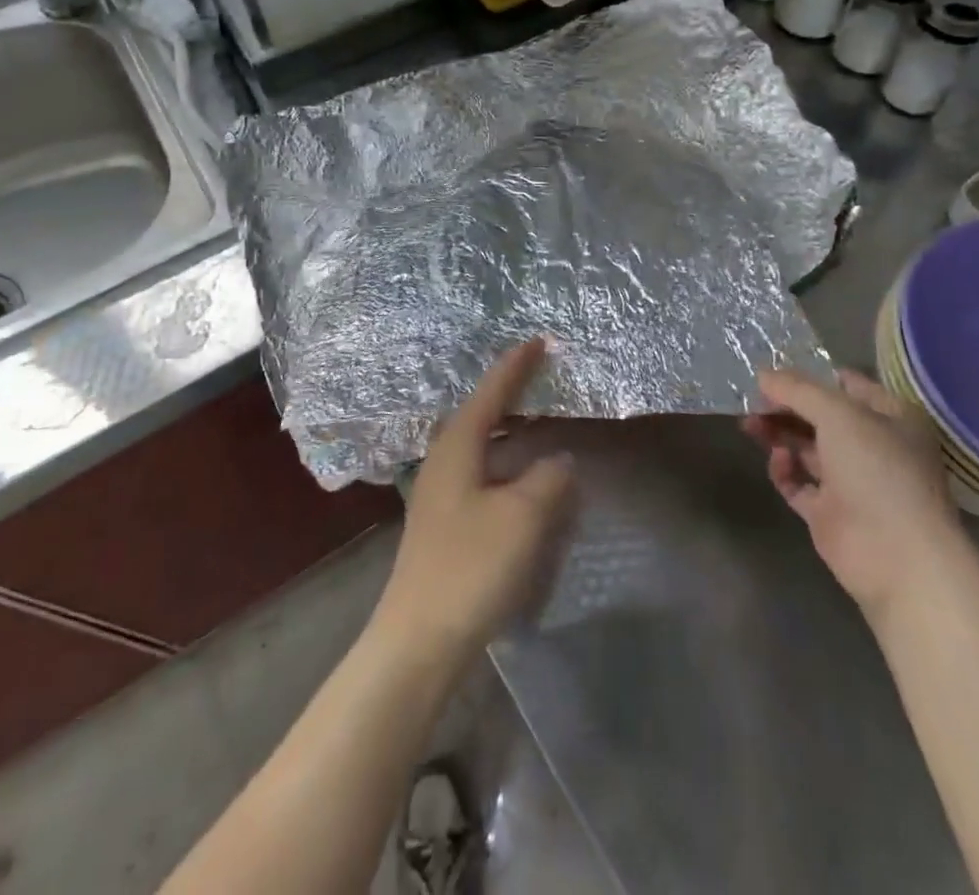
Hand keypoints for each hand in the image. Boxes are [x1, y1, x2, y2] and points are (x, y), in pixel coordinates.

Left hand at [372, 339, 575, 661]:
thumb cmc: (470, 567)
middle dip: (512, 394)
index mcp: (458, 446)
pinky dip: (508, 466)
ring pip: (483, 447)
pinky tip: (526, 481)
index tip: (538, 340)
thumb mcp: (522, 518)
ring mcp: (441, 492)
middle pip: (483, 414)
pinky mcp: (446, 521)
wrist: (418, 639)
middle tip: (543, 377)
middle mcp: (445, 460)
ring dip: (512, 432)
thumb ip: (549, 480)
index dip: (516, 366)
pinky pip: (484, 475)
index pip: (492, 392)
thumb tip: (560, 461)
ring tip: (540, 423)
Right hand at [746, 368, 961, 621]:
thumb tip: (763, 374)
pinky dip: (784, 470)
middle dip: (786, 406)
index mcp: (892, 419)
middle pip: (821, 417)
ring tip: (749, 423)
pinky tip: (778, 460)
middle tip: (752, 398)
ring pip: (806, 448)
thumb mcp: (837, 414)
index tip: (773, 370)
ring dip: (779, 433)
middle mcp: (874, 447)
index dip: (812, 376)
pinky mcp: (829, 512)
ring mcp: (852, 482)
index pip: (848, 385)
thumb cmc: (878, 470)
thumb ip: (797, 390)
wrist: (896, 558)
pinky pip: (799, 483)